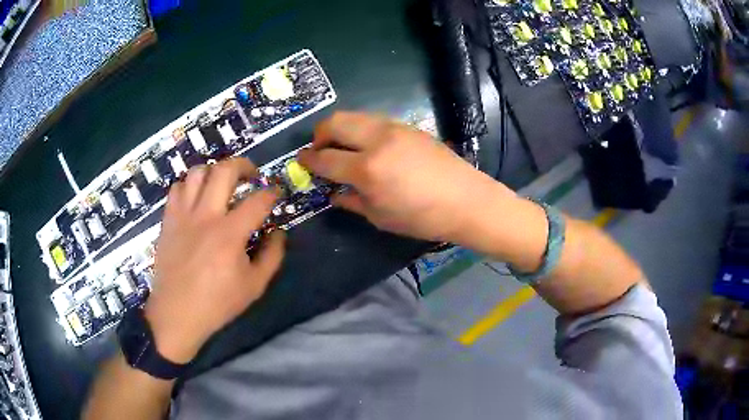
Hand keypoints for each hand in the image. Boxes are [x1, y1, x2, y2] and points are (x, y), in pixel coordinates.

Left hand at [144, 158, 285, 363]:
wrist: (176, 313)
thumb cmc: (217, 303)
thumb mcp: (254, 286)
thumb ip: (272, 256)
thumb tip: (278, 232)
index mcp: (230, 234)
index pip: (258, 200)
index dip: (272, 192)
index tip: (276, 192)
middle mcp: (205, 216)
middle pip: (225, 170)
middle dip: (244, 165)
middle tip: (252, 175)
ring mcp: (183, 215)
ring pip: (197, 172)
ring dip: (214, 172)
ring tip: (221, 183)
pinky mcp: (168, 220)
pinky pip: (176, 188)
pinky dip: (189, 186)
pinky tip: (196, 199)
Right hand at [298, 111, 497, 241]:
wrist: (467, 200)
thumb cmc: (423, 217)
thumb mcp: (381, 217)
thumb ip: (352, 201)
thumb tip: (333, 192)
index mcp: (367, 169)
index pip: (325, 157)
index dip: (308, 159)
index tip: (301, 160)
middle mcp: (376, 141)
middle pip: (334, 122)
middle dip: (319, 134)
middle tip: (319, 150)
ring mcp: (394, 128)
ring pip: (354, 116)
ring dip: (340, 128)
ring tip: (342, 147)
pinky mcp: (408, 126)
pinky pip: (373, 120)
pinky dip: (360, 129)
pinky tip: (367, 146)